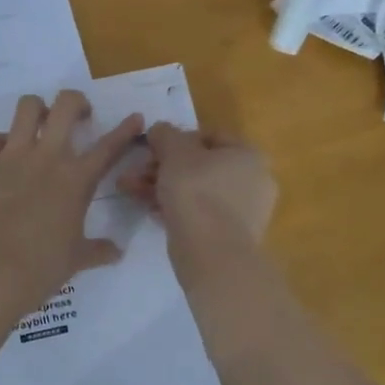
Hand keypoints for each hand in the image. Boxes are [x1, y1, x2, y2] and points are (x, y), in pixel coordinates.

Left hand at [0, 91, 145, 311]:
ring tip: (41, 125)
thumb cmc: (43, 266)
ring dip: (37, 110)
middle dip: (76, 103)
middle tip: (79, 117)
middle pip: (65, 105)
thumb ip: (99, 250)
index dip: (126, 129)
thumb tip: (117, 252)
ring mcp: (13, 157)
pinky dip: (1, 142)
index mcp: (77, 178)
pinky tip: (6, 155)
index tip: (135, 118)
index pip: (109, 146)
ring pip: (26, 107)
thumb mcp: (78, 258)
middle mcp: (47, 157)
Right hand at [118, 123, 276, 253]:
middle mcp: (254, 180)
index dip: (177, 139)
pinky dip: (176, 208)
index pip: (210, 136)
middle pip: (200, 165)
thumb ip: (165, 135)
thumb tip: (160, 130)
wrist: (212, 254)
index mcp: (249, 155)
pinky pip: (200, 213)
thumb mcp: (174, 153)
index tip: (152, 148)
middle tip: (135, 172)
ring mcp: (245, 211)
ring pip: (197, 190)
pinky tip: (150, 211)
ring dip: (163, 187)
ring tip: (130, 191)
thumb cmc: (197, 191)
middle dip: (163, 167)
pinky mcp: (230, 236)